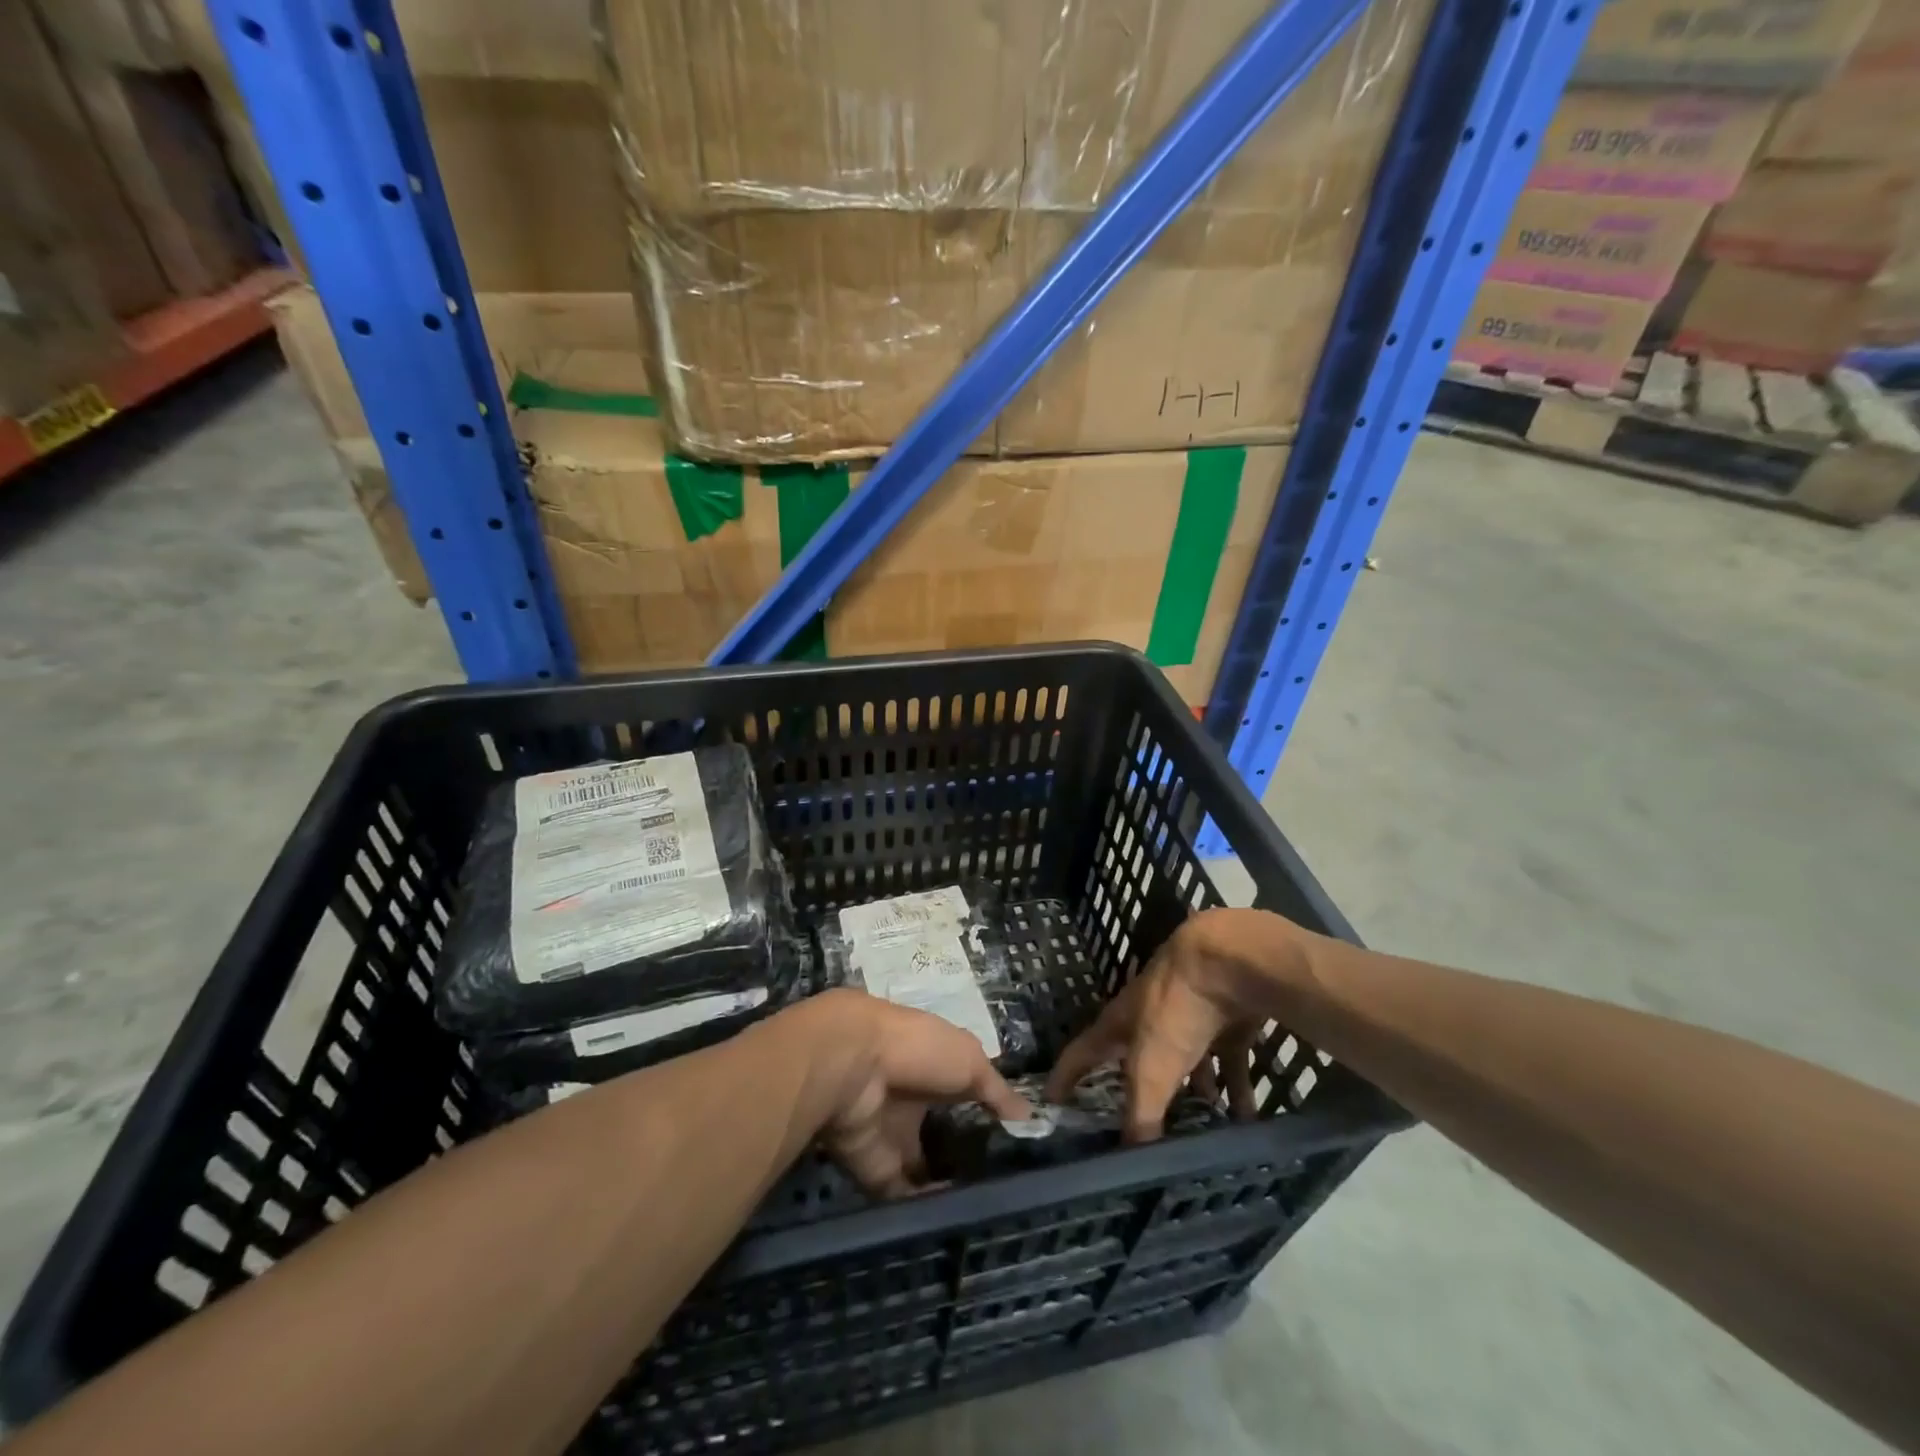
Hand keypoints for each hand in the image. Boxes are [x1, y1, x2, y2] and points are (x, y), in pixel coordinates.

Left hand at [791, 989, 1032, 1196]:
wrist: (852, 1067)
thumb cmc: (918, 1049)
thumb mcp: (970, 1060)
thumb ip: (997, 1092)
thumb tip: (1030, 1118)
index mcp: (932, 1066)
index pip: (961, 1094)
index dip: (986, 1116)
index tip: (1017, 1146)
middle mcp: (911, 1101)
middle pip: (942, 1136)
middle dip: (968, 1160)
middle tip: (1008, 1190)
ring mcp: (892, 1137)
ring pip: (924, 1170)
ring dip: (950, 1190)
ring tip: (992, 1216)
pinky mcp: (876, 1172)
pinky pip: (905, 1198)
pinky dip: (928, 1211)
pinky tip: (960, 1224)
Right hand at [1045, 908, 1312, 1140]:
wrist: (1228, 961)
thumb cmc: (1176, 1009)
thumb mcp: (1152, 1068)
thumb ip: (1141, 1115)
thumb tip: (1131, 1168)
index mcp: (1120, 1023)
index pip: (1082, 1053)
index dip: (1065, 1077)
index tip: (1051, 1101)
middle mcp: (1151, 1019)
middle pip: (1139, 1061)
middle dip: (1141, 1094)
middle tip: (1144, 1131)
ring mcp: (1190, 1017)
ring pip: (1189, 1065)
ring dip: (1196, 1096)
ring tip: (1202, 1134)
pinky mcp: (1227, 1021)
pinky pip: (1230, 1063)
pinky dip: (1236, 1091)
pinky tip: (1247, 1119)